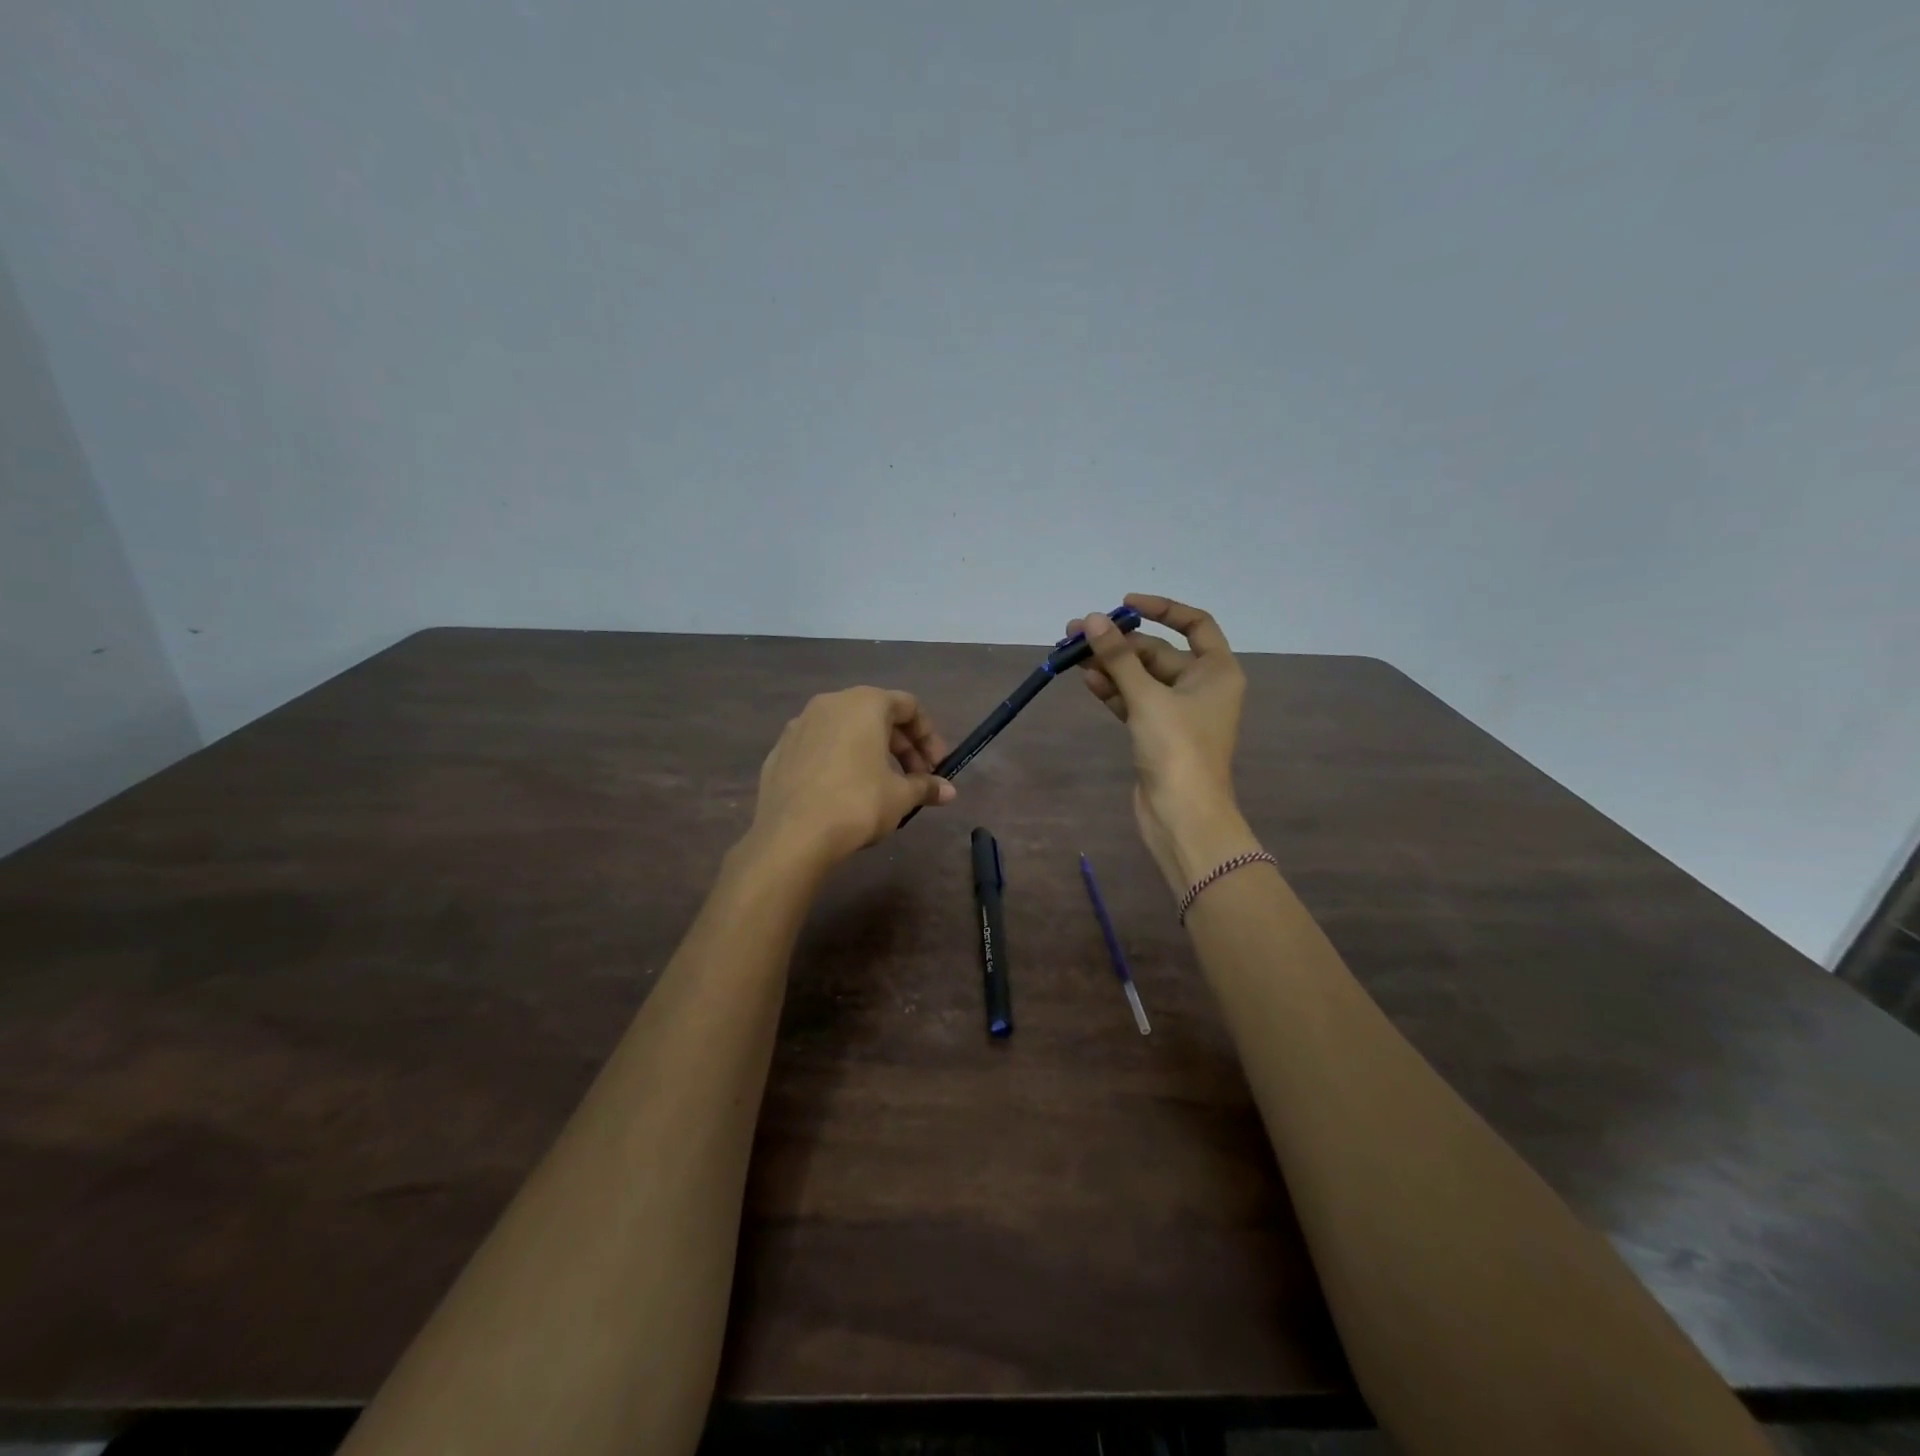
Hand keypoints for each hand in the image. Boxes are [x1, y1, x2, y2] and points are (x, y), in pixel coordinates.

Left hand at [744, 686, 954, 869]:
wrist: (791, 835)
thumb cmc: (858, 803)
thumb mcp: (901, 797)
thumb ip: (925, 787)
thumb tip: (948, 791)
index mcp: (864, 703)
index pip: (908, 706)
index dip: (929, 737)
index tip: (937, 767)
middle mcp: (830, 704)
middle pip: (877, 716)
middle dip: (902, 747)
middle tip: (915, 780)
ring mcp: (799, 726)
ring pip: (845, 731)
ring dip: (870, 753)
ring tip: (881, 788)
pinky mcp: (779, 752)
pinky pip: (819, 749)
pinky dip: (838, 762)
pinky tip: (843, 794)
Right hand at [1068, 594, 1257, 894]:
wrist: (1182, 816)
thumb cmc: (1177, 749)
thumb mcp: (1147, 697)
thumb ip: (1118, 657)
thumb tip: (1091, 620)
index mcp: (1216, 671)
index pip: (1195, 624)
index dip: (1162, 609)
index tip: (1125, 604)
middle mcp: (1200, 686)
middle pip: (1158, 652)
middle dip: (1119, 644)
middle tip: (1076, 634)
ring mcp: (1177, 712)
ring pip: (1141, 678)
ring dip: (1110, 666)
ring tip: (1072, 655)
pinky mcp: (1157, 733)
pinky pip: (1133, 701)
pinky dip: (1113, 690)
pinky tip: (1087, 680)